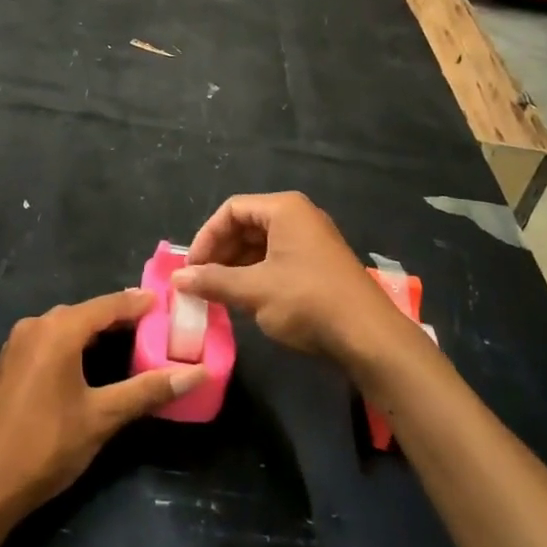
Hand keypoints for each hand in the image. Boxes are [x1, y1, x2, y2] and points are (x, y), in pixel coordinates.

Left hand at [0, 290, 204, 522]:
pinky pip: (50, 341)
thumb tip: (196, 374)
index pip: (108, 305)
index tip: (167, 302)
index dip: (139, 303)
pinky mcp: (9, 364)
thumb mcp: (102, 418)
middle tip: (156, 326)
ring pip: (66, 327)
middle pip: (86, 313)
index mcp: (58, 330)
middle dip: (120, 317)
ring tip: (132, 342)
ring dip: (97, 332)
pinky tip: (92, 363)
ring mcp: (17, 344)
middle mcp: (35, 326)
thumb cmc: (45, 446)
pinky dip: (75, 344)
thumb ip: (147, 390)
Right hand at [172, 192, 408, 368]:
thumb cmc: (307, 301)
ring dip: (236, 266)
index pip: (231, 210)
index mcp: (284, 209)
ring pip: (261, 245)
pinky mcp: (319, 265)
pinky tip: (244, 299)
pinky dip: (256, 275)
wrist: (369, 337)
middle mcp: (299, 217)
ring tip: (217, 294)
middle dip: (220, 253)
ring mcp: (312, 241)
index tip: (191, 267)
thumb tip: (177, 278)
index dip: (206, 237)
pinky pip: (277, 260)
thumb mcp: (254, 290)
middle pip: (246, 225)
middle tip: (200, 282)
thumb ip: (213, 281)